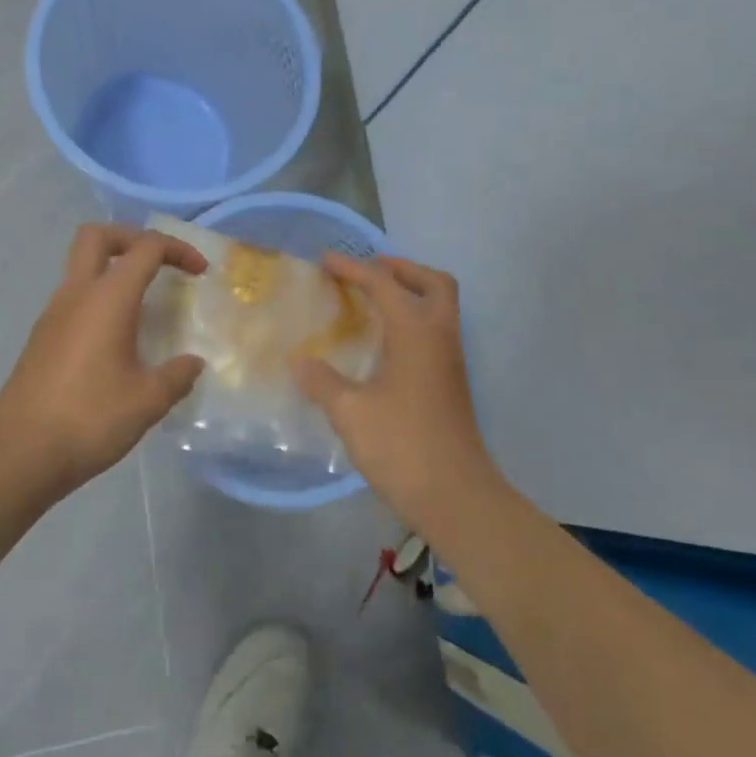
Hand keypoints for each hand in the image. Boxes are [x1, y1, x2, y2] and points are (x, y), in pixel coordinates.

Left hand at [0, 224, 206, 498]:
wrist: (20, 454)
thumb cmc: (90, 419)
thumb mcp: (148, 401)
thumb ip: (177, 375)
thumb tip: (193, 363)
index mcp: (107, 299)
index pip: (146, 248)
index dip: (178, 250)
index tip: (200, 273)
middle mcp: (76, 295)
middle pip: (97, 236)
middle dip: (132, 238)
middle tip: (159, 265)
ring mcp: (52, 315)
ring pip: (80, 267)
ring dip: (113, 271)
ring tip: (144, 307)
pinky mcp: (41, 338)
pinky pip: (73, 299)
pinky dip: (99, 300)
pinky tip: (116, 340)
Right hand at [293, 254, 503, 532]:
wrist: (456, 496)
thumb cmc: (402, 447)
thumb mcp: (351, 413)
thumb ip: (323, 382)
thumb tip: (300, 362)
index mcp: (416, 334)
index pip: (385, 284)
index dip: (353, 268)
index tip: (325, 260)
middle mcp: (440, 338)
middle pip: (433, 283)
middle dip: (400, 269)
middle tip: (367, 273)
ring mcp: (450, 362)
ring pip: (439, 308)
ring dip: (409, 294)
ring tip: (370, 303)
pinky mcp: (450, 384)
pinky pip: (434, 333)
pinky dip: (411, 322)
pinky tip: (382, 345)